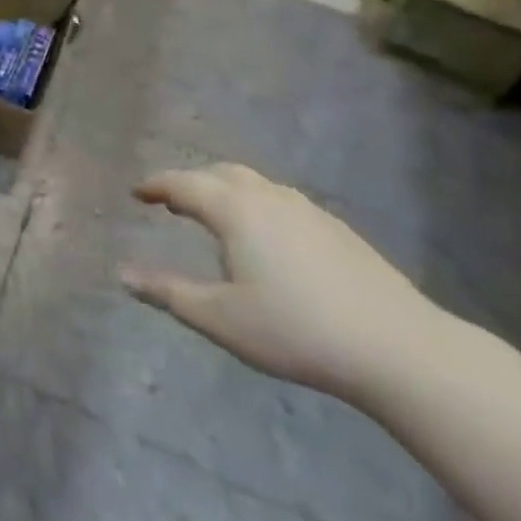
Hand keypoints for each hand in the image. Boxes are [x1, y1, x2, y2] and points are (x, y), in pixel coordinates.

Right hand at [119, 164, 443, 401]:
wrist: (397, 347)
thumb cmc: (295, 330)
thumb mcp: (220, 318)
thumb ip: (168, 292)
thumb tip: (123, 275)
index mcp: (235, 210)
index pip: (184, 184)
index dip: (156, 186)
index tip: (137, 192)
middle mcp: (268, 197)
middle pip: (220, 174)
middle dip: (190, 182)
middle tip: (171, 202)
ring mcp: (307, 209)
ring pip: (255, 183)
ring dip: (225, 190)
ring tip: (213, 214)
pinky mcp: (336, 228)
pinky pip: (281, 200)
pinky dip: (256, 204)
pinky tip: (265, 237)